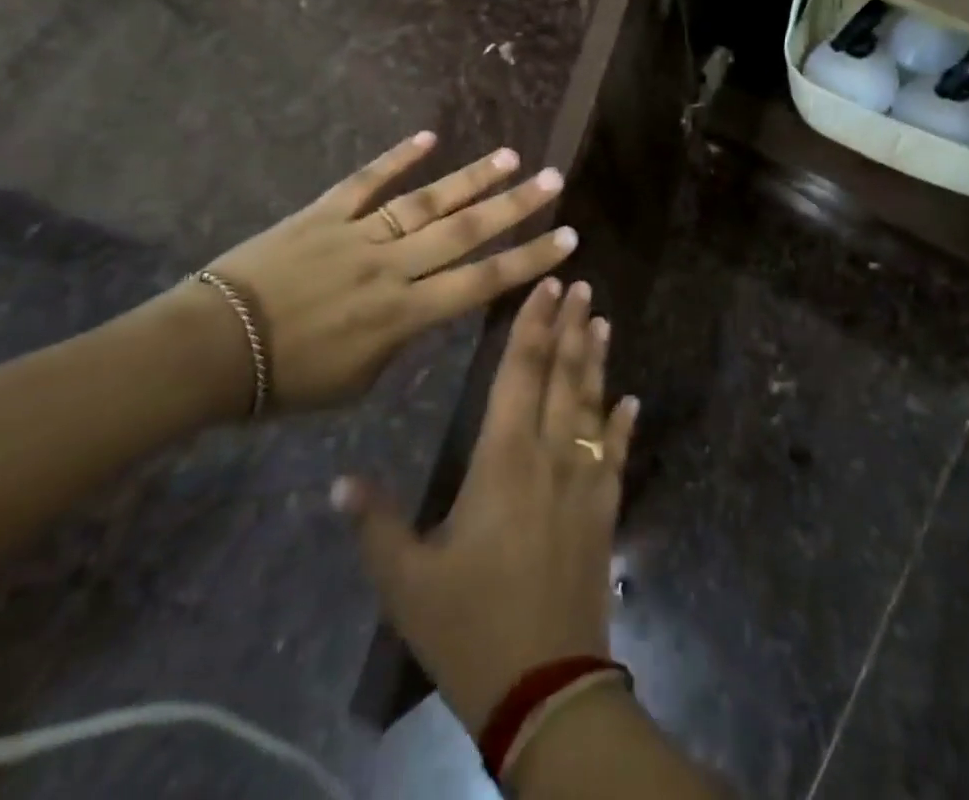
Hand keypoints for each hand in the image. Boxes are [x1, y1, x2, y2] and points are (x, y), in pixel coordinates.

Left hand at [204, 132, 576, 410]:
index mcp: (403, 314)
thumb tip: (417, 308)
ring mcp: (357, 233)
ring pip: (425, 201)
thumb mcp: (357, 381)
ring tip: (509, 157)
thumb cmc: (285, 381)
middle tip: (553, 180)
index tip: (567, 239)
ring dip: (470, 179)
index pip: (482, 282)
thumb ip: (399, 340)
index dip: (528, 260)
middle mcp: (391, 266)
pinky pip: (365, 182)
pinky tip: (428, 138)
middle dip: (514, 206)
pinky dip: (397, 158)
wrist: (208, 350)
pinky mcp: (323, 213)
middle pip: (464, 232)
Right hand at [332, 279, 636, 732]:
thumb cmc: (470, 627)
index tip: (546, 285)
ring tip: (601, 320)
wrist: (545, 685)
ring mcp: (584, 480)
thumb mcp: (407, 583)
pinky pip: (616, 453)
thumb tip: (338, 482)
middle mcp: (550, 455)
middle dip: (570, 326)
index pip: (520, 373)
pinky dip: (622, 423)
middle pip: (562, 376)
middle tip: (580, 284)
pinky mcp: (605, 509)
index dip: (532, 325)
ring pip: (591, 403)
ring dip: (596, 360)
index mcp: (503, 459)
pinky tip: (630, 399)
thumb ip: (375, 526)